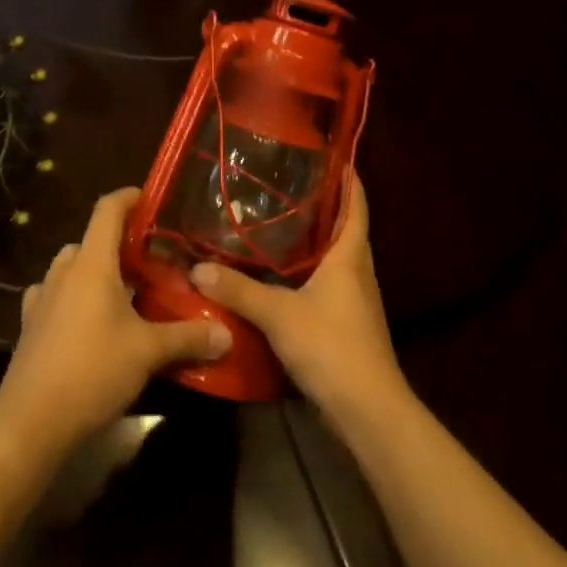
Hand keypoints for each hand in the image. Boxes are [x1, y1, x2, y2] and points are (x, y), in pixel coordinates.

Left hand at [0, 188, 229, 462]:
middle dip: (118, 244)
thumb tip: (227, 334)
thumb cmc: (92, 372)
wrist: (30, 423)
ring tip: (124, 292)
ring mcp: (42, 299)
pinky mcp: (30, 327)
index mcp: (91, 264)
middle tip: (150, 260)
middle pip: (90, 240)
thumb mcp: (148, 353)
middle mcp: (63, 273)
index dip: (129, 198)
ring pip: (71, 268)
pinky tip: (90, 322)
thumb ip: (188, 337)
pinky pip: (55, 297)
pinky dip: (74, 298)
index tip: (151, 198)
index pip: (107, 210)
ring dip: (95, 271)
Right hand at [189, 174, 407, 426]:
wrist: (368, 411)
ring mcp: (355, 300)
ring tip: (278, 224)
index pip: (356, 204)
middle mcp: (358, 272)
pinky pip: (329, 285)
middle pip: (346, 228)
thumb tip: (197, 268)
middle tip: (288, 185)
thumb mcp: (279, 315)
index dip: (348, 178)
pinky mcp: (348, 324)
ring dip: (315, 240)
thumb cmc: (332, 347)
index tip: (331, 156)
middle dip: (323, 206)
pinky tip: (281, 276)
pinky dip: (309, 272)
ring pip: (337, 258)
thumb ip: (238, 291)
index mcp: (350, 256)